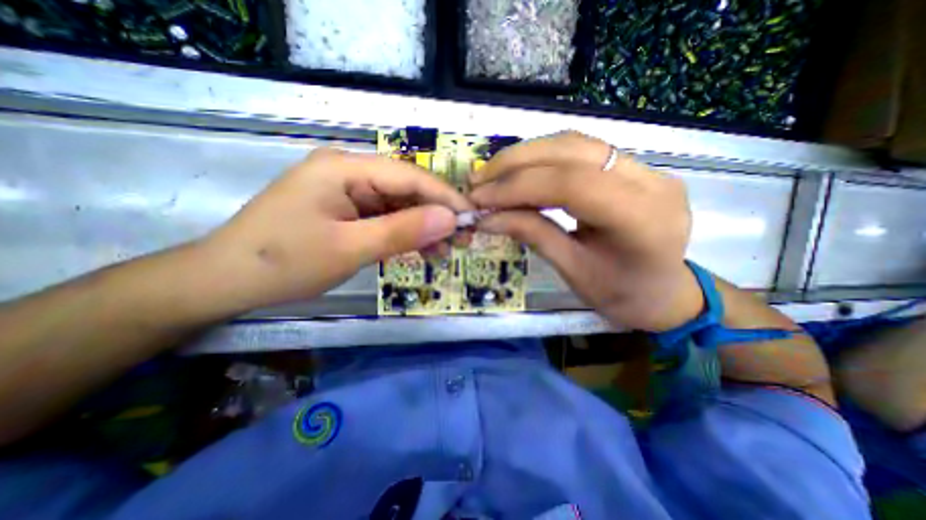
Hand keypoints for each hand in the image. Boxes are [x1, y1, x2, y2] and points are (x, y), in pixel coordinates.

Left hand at [206, 147, 473, 307]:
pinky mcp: (346, 210)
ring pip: (399, 205)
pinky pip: (385, 217)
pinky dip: (406, 233)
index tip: (472, 218)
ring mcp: (347, 191)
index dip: (445, 197)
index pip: (409, 177)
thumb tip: (450, 219)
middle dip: (437, 214)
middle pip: (406, 189)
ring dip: (424, 227)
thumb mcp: (349, 248)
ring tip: (447, 249)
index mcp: (344, 168)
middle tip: (464, 239)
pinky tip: (423, 249)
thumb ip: (402, 231)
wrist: (227, 281)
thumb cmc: (284, 262)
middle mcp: (348, 171)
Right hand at [470, 132, 701, 330]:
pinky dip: (542, 158)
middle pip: (572, 151)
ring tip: (492, 174)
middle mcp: (650, 181)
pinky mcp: (633, 166)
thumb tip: (487, 217)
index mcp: (641, 219)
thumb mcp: (572, 271)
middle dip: (516, 162)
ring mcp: (645, 168)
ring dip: (526, 155)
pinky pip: (580, 151)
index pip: (572, 184)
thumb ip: (532, 235)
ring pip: (574, 143)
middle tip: (479, 180)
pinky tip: (519, 171)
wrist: (663, 293)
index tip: (481, 199)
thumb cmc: (620, 294)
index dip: (519, 187)